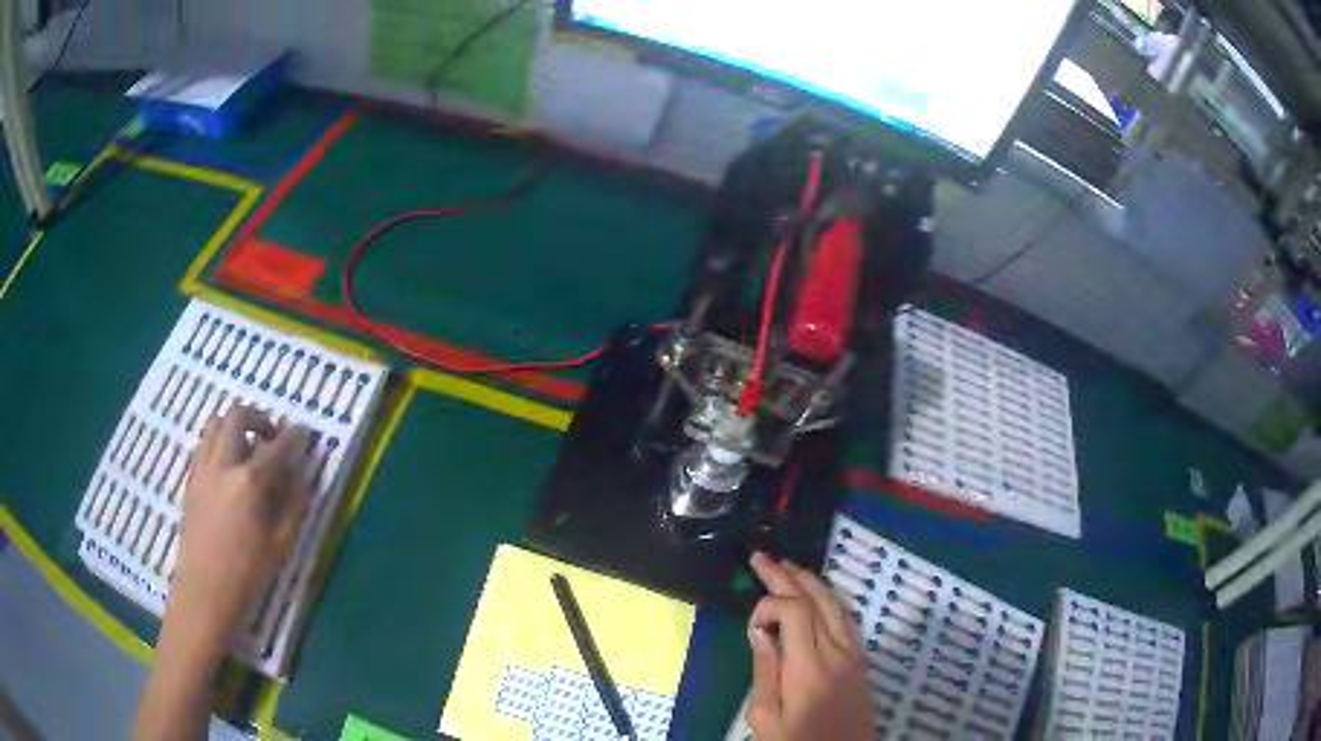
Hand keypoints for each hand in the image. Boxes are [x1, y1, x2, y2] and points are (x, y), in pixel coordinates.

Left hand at [136, 407, 310, 740]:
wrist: (204, 590)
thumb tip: (301, 477)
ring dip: (234, 427)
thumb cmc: (247, 573)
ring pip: (215, 425)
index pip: (277, 447)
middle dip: (258, 418)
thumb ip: (294, 506)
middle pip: (237, 417)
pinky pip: (204, 446)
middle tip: (271, 435)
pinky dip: (219, 444)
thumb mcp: (281, 545)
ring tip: (247, 448)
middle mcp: (223, 465)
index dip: (294, 437)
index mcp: (249, 481)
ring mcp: (202, 469)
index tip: (304, 432)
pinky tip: (228, 468)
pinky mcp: (191, 480)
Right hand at [746, 552, 874, 740]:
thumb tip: (760, 631)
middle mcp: (837, 653)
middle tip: (761, 558)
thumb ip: (765, 672)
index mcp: (809, 668)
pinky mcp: (862, 663)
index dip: (769, 604)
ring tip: (788, 567)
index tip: (751, 626)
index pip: (794, 611)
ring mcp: (854, 656)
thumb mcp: (767, 720)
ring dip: (811, 582)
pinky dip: (830, 600)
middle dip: (787, 576)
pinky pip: (847, 620)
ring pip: (836, 605)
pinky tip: (818, 597)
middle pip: (816, 601)